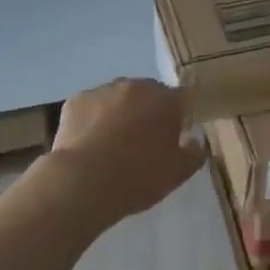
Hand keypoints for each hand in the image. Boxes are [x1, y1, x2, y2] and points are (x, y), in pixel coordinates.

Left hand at [48, 78, 205, 223]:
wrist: (84, 182)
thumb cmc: (138, 177)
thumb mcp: (178, 173)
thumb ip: (194, 152)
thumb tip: (194, 139)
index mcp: (164, 100)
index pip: (182, 98)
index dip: (180, 116)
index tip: (175, 137)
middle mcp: (134, 87)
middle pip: (148, 94)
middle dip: (149, 112)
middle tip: (143, 143)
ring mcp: (102, 91)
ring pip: (118, 99)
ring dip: (120, 114)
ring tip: (113, 145)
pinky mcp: (75, 101)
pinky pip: (92, 107)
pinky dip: (94, 120)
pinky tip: (90, 144)